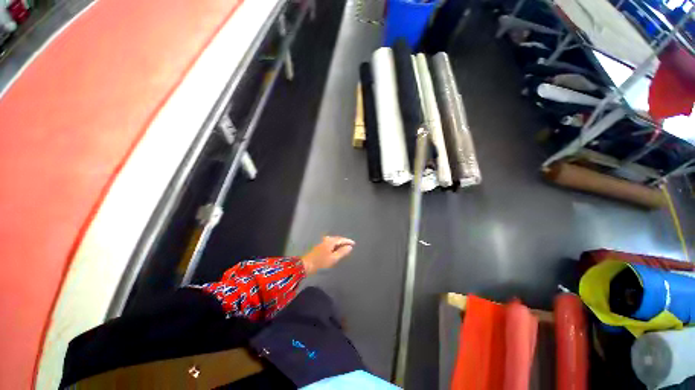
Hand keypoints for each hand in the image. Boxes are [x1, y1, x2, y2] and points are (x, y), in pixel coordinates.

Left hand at [301, 236, 354, 274]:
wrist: (305, 265)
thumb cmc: (320, 262)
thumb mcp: (333, 258)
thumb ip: (342, 252)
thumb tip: (350, 247)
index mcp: (330, 241)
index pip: (341, 239)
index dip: (348, 241)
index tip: (354, 243)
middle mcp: (326, 239)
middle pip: (337, 239)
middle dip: (343, 242)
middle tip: (350, 245)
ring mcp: (322, 242)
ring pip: (333, 241)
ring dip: (339, 244)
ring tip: (344, 248)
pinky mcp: (319, 246)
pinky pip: (330, 244)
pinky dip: (334, 246)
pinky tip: (336, 250)